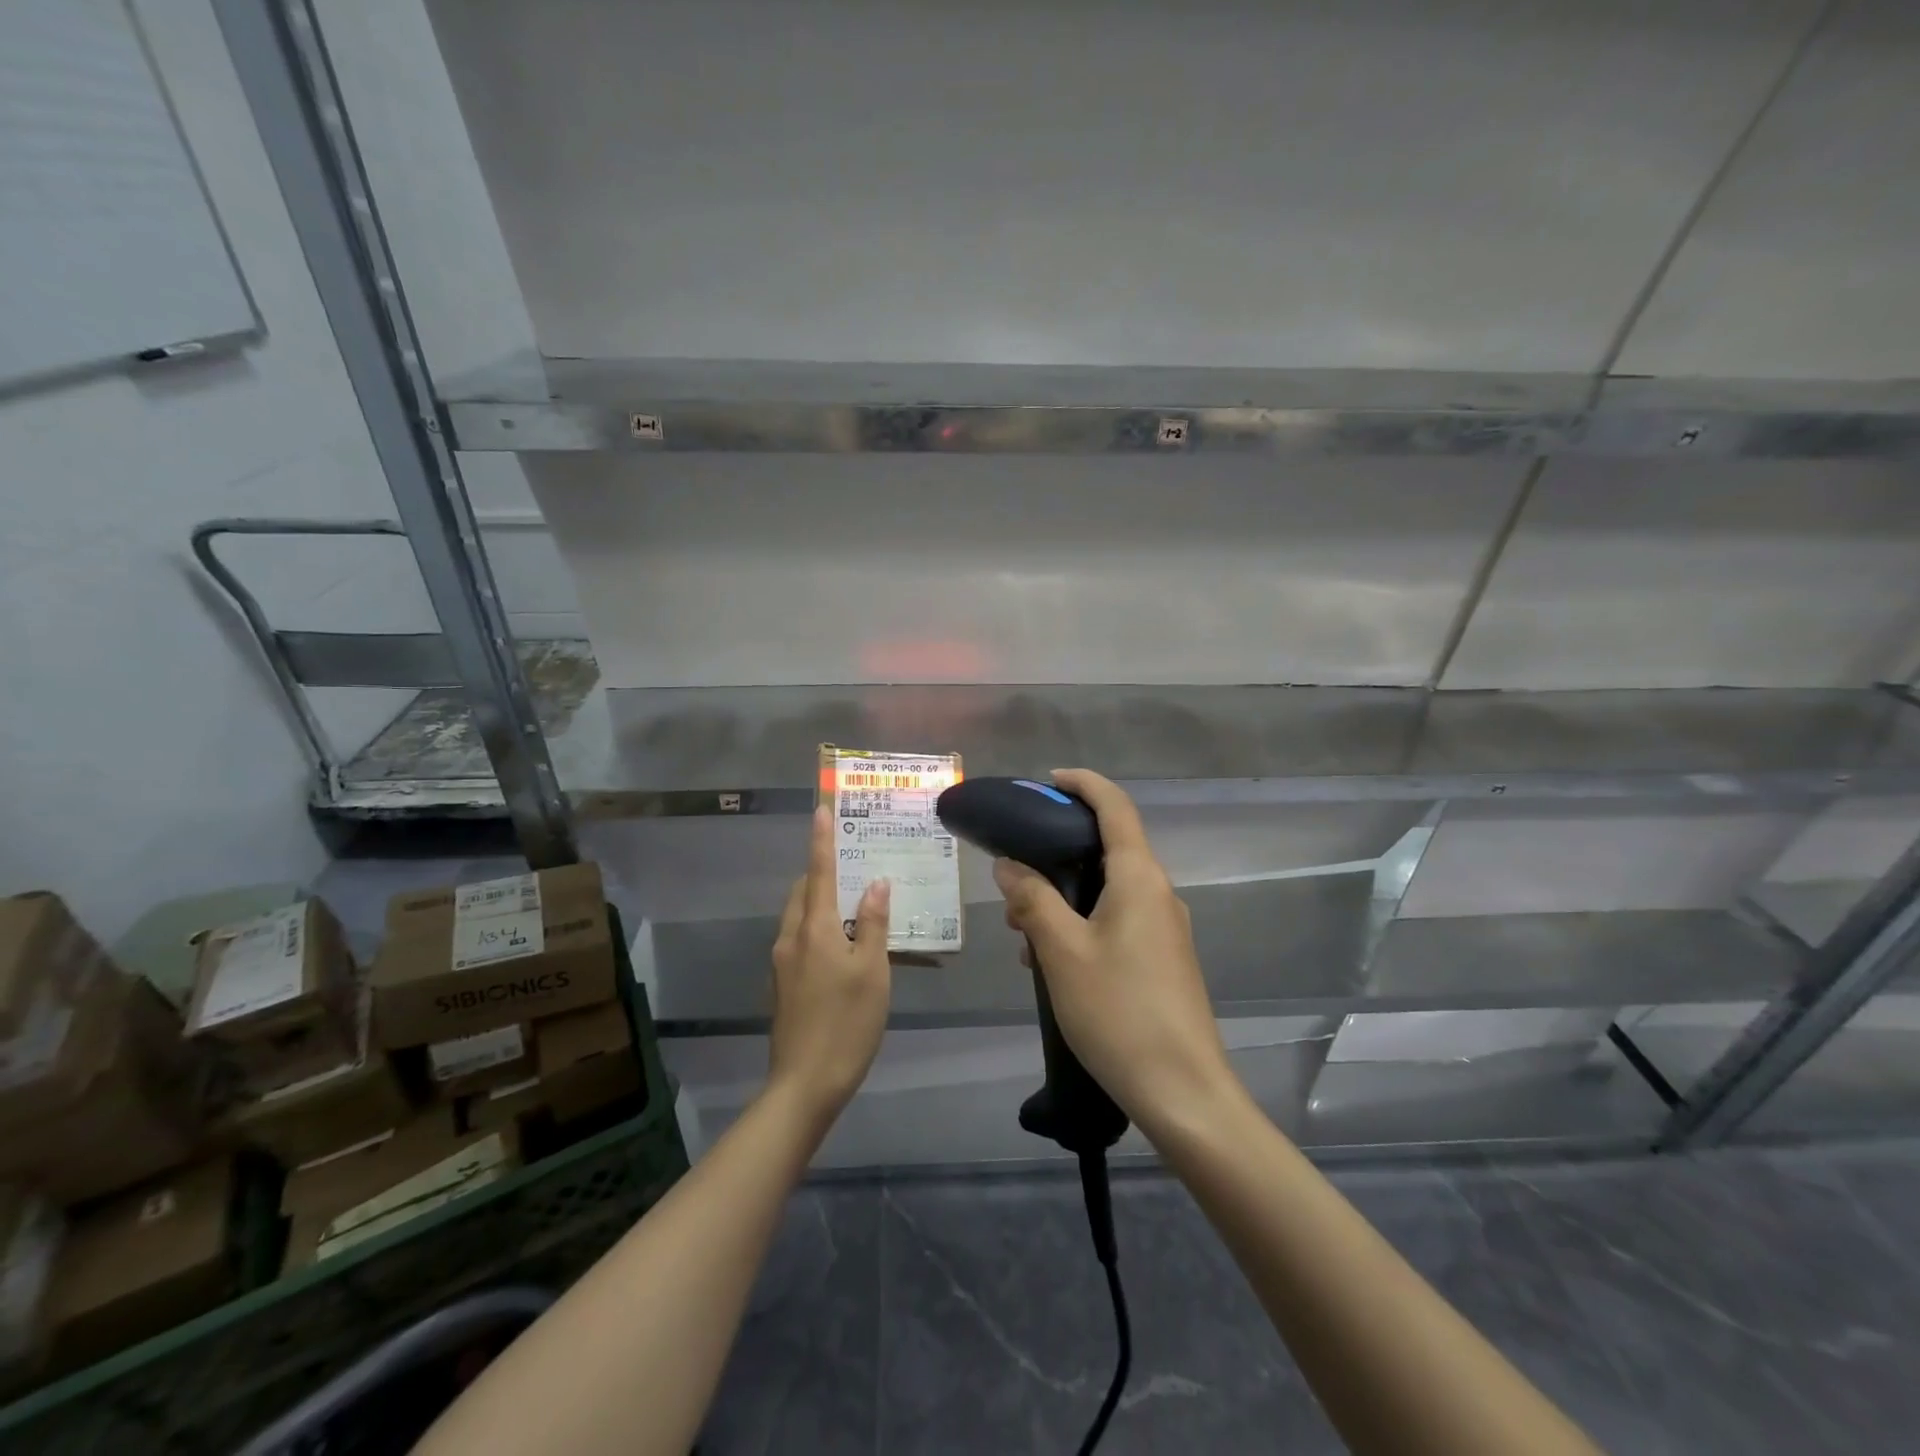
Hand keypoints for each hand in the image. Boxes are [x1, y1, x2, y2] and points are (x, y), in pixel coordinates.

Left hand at [767, 807, 891, 1124]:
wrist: (804, 1084)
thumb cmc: (847, 1023)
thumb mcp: (872, 971)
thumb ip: (873, 924)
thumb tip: (874, 884)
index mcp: (813, 928)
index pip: (818, 872)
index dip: (821, 840)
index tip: (820, 809)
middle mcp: (791, 938)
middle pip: (804, 892)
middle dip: (822, 872)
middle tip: (854, 864)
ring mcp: (783, 964)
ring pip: (800, 917)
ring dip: (822, 901)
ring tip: (855, 904)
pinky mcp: (784, 985)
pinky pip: (801, 939)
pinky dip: (819, 927)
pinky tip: (844, 946)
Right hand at [994, 769, 1238, 1133]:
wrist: (1184, 1092)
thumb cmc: (1119, 1012)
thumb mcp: (1061, 952)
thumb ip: (1033, 900)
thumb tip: (1009, 866)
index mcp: (1140, 879)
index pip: (1115, 807)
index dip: (1083, 784)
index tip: (1047, 781)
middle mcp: (1158, 894)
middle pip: (1108, 848)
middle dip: (1058, 852)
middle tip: (1015, 874)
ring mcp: (1165, 928)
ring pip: (1108, 890)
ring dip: (1064, 896)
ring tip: (1022, 930)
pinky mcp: (1163, 959)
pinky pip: (1116, 921)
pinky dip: (1080, 924)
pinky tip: (1051, 963)